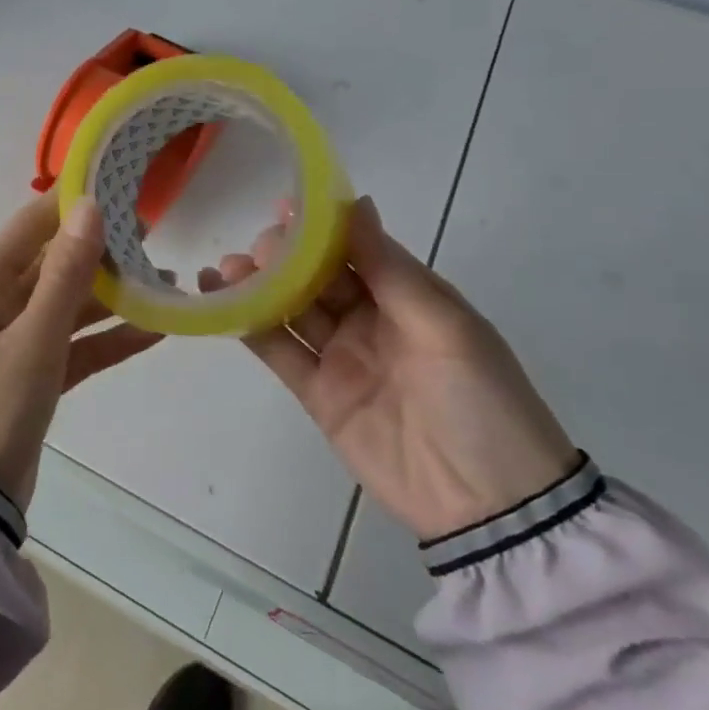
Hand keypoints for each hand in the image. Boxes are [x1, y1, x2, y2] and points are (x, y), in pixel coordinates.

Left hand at [0, 196, 162, 508]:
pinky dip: (110, 337)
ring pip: (71, 304)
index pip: (31, 226)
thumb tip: (88, 207)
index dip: (70, 204)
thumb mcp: (34, 338)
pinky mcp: (37, 373)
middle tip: (152, 234)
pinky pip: (78, 344)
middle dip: (100, 250)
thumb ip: (65, 275)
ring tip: (165, 278)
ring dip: (112, 295)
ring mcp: (19, 340)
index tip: (116, 185)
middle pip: (55, 264)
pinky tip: (155, 330)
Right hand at [201, 196, 577, 539]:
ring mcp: (340, 356)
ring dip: (257, 284)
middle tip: (255, 250)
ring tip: (225, 267)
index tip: (283, 207)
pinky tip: (219, 300)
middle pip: (315, 275)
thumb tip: (356, 203)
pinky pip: (278, 351)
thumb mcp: (445, 326)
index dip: (319, 226)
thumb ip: (390, 269)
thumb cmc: (481, 401)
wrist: (489, 506)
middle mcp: (368, 318)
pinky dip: (247, 325)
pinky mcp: (317, 393)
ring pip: (290, 308)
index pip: (354, 247)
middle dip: (282, 255)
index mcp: (405, 295)